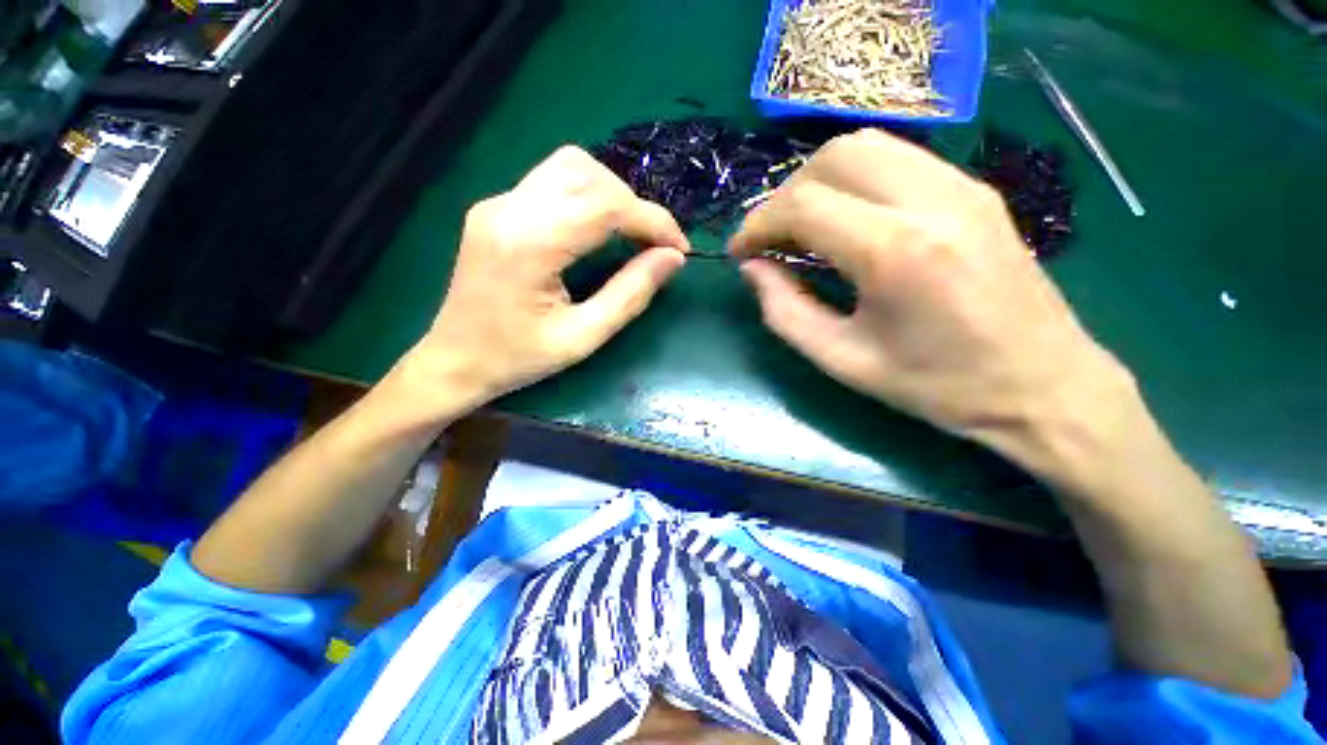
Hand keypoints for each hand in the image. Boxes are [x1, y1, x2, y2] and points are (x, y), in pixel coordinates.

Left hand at [400, 146, 688, 414]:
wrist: (454, 361)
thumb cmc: (518, 358)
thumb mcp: (583, 338)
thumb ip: (630, 295)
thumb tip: (672, 259)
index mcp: (529, 244)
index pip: (606, 206)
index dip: (653, 221)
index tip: (680, 248)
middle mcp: (509, 208)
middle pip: (588, 174)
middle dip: (634, 205)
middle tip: (655, 245)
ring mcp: (498, 203)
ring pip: (569, 167)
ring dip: (612, 194)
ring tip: (631, 234)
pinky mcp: (496, 208)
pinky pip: (552, 182)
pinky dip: (588, 196)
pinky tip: (598, 229)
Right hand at [730, 129, 1130, 463]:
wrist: (1042, 385)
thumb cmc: (937, 385)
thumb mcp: (842, 360)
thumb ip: (784, 311)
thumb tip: (752, 270)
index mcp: (896, 253)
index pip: (803, 205)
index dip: (757, 224)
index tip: (740, 251)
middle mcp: (932, 201)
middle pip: (833, 157)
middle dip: (785, 195)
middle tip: (770, 239)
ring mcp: (961, 186)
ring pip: (865, 146)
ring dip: (817, 181)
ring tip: (801, 227)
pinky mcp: (974, 189)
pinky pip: (896, 159)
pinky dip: (852, 180)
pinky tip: (844, 220)